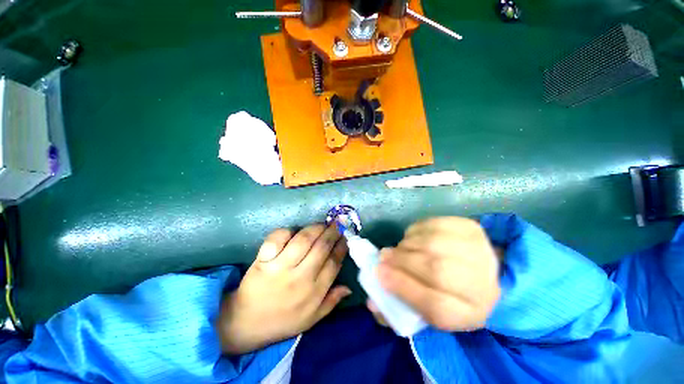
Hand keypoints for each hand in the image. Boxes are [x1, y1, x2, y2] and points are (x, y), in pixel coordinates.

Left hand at [218, 224, 349, 353]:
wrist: (245, 324)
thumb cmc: (282, 321)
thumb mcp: (311, 319)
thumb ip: (331, 302)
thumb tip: (349, 287)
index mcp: (313, 292)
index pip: (334, 263)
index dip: (341, 247)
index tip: (345, 237)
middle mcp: (300, 278)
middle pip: (321, 247)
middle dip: (332, 232)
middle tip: (337, 225)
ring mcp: (280, 268)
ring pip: (303, 240)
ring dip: (316, 228)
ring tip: (322, 224)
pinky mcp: (263, 260)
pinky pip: (277, 239)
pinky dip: (287, 231)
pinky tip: (294, 231)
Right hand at [372, 217, 500, 331]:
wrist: (486, 271)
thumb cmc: (450, 293)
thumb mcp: (429, 310)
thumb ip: (401, 306)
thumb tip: (372, 303)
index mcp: (471, 314)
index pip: (436, 306)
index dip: (403, 287)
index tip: (379, 274)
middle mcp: (482, 283)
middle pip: (434, 269)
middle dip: (401, 261)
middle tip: (384, 256)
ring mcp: (479, 250)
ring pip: (431, 243)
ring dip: (407, 245)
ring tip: (400, 249)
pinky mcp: (470, 227)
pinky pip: (433, 225)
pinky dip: (416, 230)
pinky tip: (414, 238)